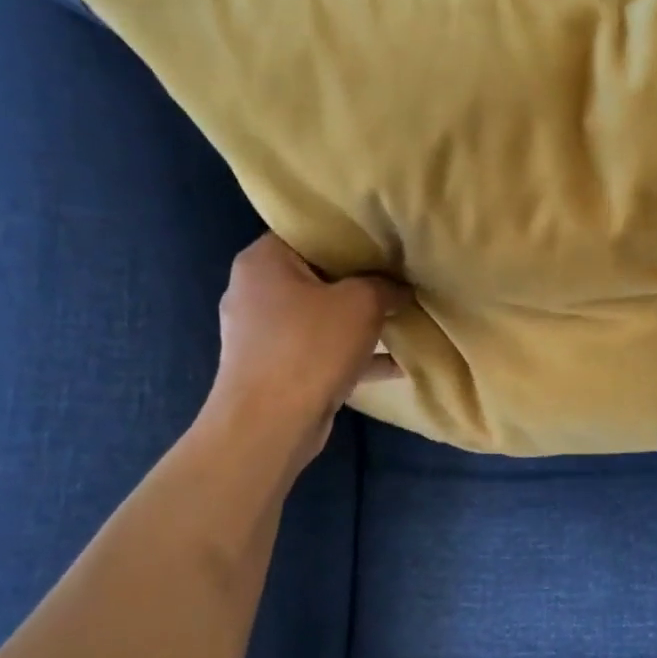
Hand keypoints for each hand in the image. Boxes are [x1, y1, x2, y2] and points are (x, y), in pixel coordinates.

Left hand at [205, 234, 408, 471]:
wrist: (270, 425)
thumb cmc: (310, 348)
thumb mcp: (362, 303)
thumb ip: (385, 286)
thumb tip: (399, 287)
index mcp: (263, 261)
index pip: (309, 232)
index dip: (350, 235)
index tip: (386, 242)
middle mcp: (255, 291)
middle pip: (318, 276)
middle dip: (361, 281)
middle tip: (400, 279)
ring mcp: (263, 334)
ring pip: (322, 316)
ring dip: (359, 322)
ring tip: (401, 319)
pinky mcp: (276, 369)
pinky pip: (322, 351)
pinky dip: (353, 354)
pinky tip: (395, 363)